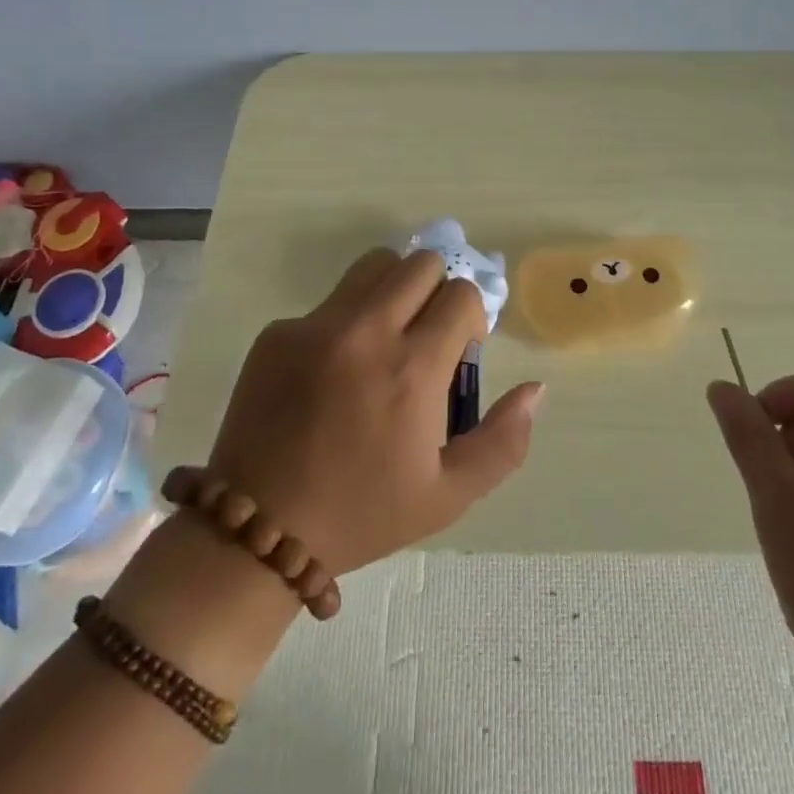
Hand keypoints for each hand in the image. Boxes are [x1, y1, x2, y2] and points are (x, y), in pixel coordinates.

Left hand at [205, 248, 545, 574]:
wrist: (258, 531)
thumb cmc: (362, 514)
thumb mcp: (448, 495)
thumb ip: (503, 441)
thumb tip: (535, 388)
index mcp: (412, 370)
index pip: (461, 294)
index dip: (470, 318)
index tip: (457, 353)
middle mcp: (366, 332)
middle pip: (420, 263)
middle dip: (436, 291)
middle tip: (424, 336)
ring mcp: (315, 326)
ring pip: (373, 266)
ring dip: (393, 290)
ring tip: (384, 338)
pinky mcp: (278, 332)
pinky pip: (328, 303)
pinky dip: (345, 322)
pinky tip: (331, 374)